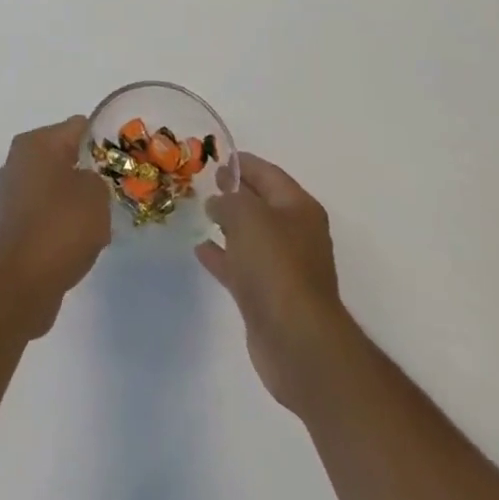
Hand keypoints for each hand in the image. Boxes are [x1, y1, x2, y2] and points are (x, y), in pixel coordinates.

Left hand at [0, 116, 111, 337]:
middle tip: (114, 191)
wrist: (22, 280)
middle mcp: (18, 160)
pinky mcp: (12, 222)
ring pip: (56, 186)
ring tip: (101, 221)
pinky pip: (46, 211)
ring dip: (76, 199)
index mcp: (36, 142)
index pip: (78, 127)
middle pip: (64, 156)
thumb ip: (97, 177)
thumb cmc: (61, 225)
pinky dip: (62, 221)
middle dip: (89, 172)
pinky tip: (80, 242)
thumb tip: (86, 183)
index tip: (123, 161)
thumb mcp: (96, 193)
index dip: (104, 141)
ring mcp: (12, 192)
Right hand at [195, 152, 356, 416]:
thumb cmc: (275, 265)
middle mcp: (295, 234)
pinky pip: (242, 266)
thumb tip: (218, 203)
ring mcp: (283, 268)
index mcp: (298, 208)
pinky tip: (200, 249)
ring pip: (251, 236)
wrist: (297, 341)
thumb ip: (228, 200)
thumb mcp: (247, 215)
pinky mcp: (268, 297)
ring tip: (200, 212)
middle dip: (235, 193)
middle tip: (206, 182)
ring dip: (228, 225)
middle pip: (261, 204)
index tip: (215, 158)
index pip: (268, 173)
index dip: (242, 163)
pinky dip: (223, 256)